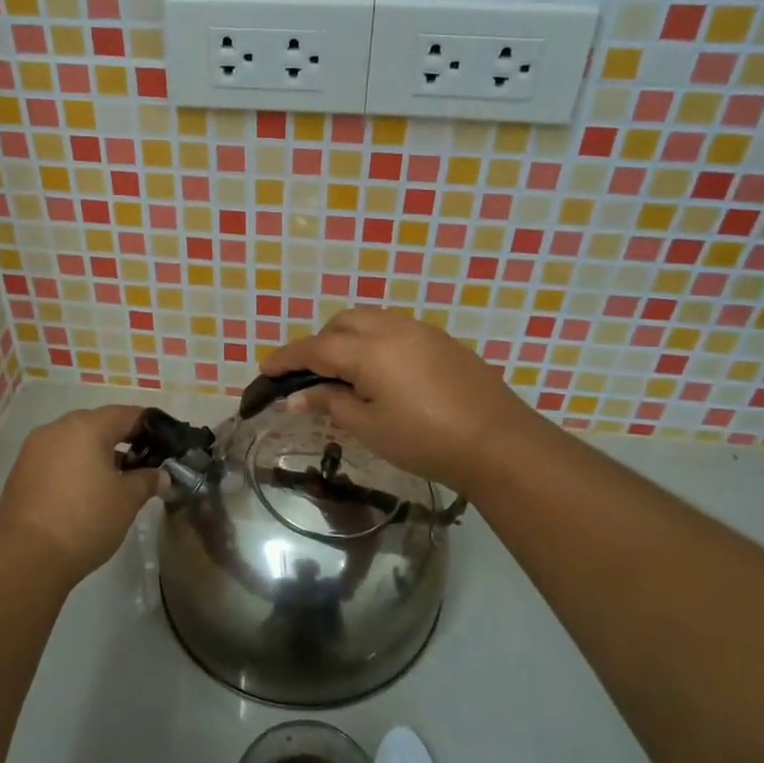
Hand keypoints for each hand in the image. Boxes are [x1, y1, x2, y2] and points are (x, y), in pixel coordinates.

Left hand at [0, 405, 157, 579]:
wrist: (25, 558)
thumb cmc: (85, 520)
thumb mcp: (127, 500)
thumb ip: (148, 480)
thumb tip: (161, 475)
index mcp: (86, 426)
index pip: (127, 414)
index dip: (150, 426)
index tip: (166, 442)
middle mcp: (57, 429)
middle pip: (98, 425)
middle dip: (122, 440)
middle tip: (144, 462)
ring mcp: (34, 450)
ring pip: (74, 442)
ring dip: (97, 455)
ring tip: (116, 481)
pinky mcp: (21, 472)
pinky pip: (57, 459)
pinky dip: (75, 467)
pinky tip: (87, 492)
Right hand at [261, 309, 540, 497]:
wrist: (497, 442)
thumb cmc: (425, 440)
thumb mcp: (369, 427)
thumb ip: (330, 404)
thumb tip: (296, 398)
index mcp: (369, 350)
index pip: (316, 348)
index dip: (287, 358)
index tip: (266, 370)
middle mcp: (392, 328)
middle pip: (342, 323)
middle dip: (319, 343)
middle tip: (309, 376)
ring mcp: (421, 330)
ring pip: (370, 319)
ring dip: (348, 337)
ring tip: (344, 372)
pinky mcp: (442, 340)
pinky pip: (395, 328)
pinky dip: (375, 341)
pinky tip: (381, 372)